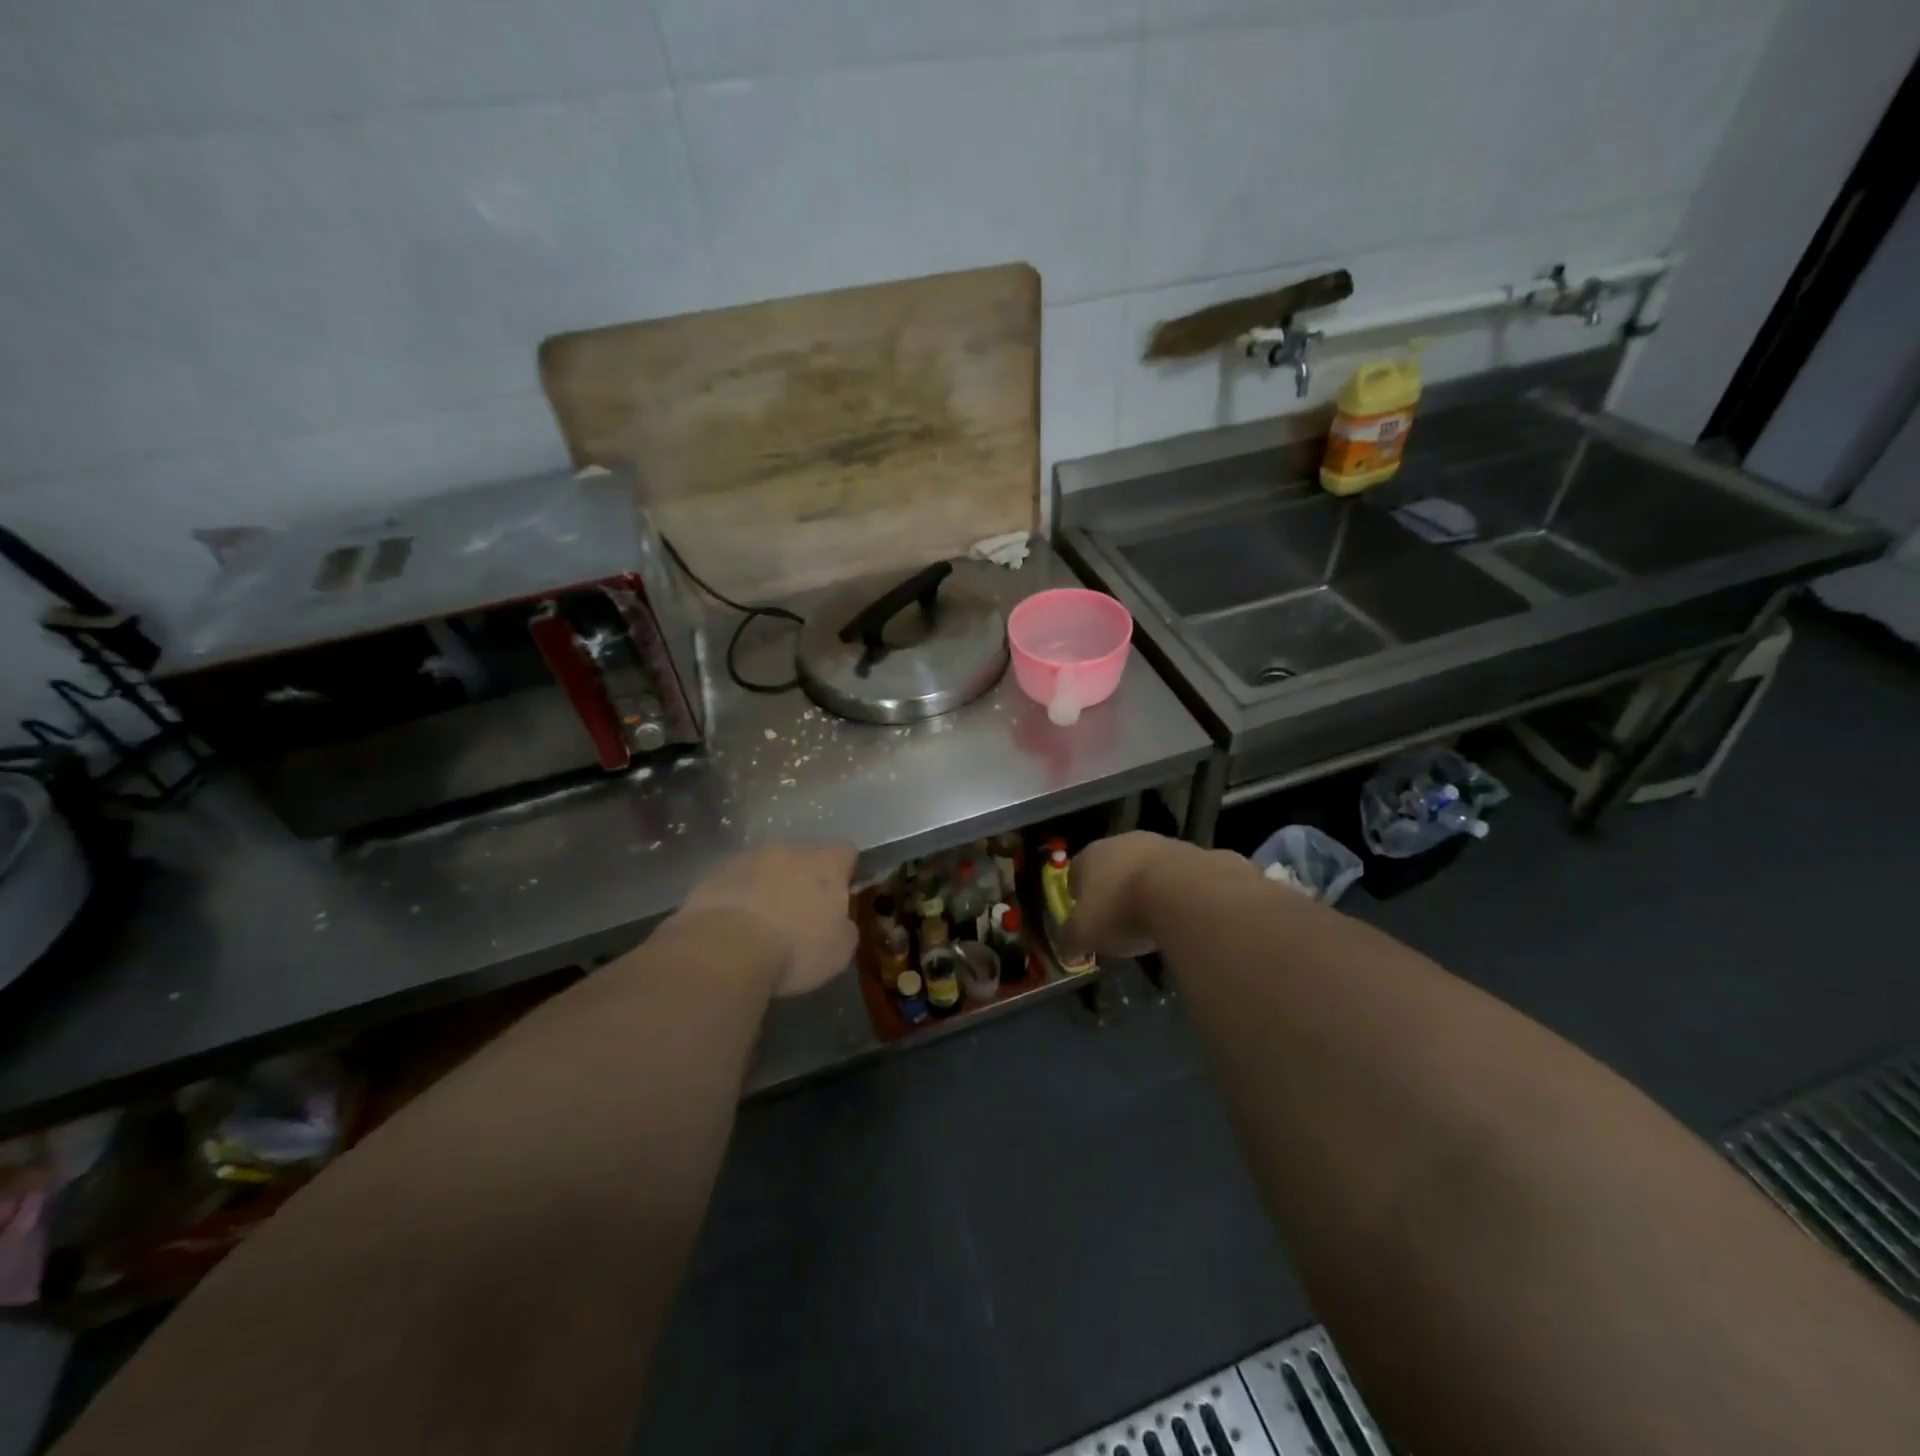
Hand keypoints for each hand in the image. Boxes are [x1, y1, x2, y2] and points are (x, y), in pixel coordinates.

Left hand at [680, 842, 858, 996]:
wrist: (725, 949)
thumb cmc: (795, 948)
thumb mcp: (839, 950)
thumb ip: (845, 927)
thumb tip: (840, 922)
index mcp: (826, 862)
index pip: (846, 851)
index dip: (845, 872)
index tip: (840, 896)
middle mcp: (789, 849)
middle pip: (803, 856)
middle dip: (803, 879)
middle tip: (800, 914)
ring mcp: (748, 858)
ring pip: (766, 867)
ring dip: (768, 886)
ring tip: (762, 924)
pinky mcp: (714, 874)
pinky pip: (735, 882)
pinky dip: (739, 898)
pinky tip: (734, 928)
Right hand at [1060, 831, 1194, 959]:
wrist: (1181, 893)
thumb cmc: (1120, 910)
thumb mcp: (1085, 935)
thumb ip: (1070, 942)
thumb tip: (1066, 951)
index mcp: (1089, 856)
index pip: (1075, 873)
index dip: (1078, 897)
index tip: (1085, 918)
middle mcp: (1121, 842)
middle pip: (1111, 867)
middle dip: (1113, 889)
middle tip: (1118, 919)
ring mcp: (1158, 844)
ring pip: (1144, 868)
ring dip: (1145, 888)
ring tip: (1151, 919)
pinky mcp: (1191, 853)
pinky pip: (1175, 876)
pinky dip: (1173, 892)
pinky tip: (1177, 913)